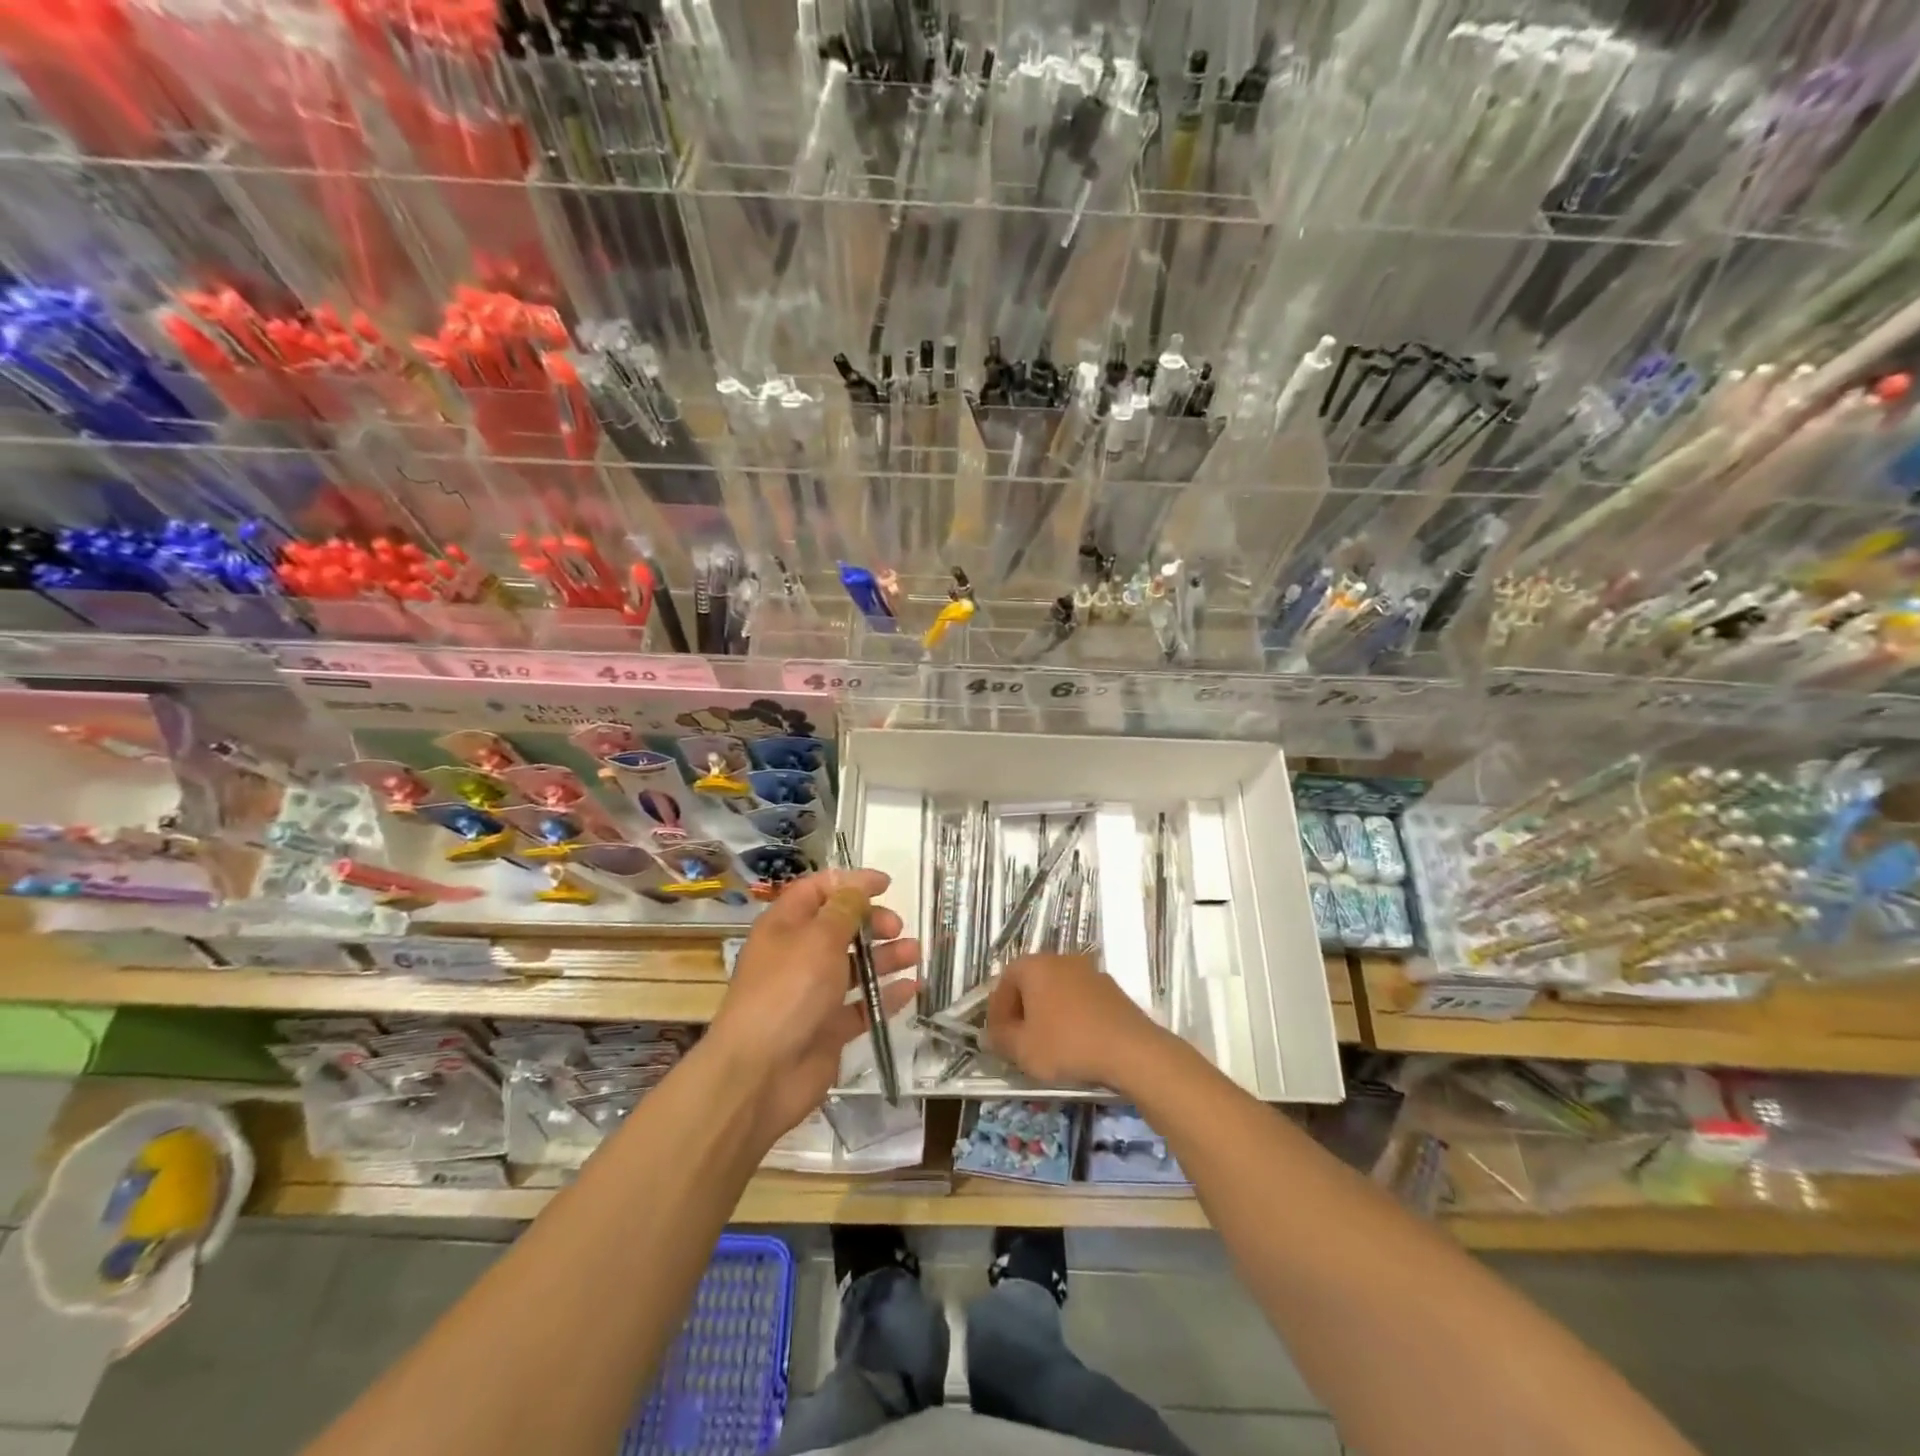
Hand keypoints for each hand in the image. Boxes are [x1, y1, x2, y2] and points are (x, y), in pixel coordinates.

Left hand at [710, 868, 918, 1142]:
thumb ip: (845, 909)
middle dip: (871, 921)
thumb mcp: (819, 938)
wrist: (761, 1074)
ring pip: (854, 966)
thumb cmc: (788, 991)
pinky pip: (862, 1005)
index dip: (850, 883)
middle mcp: (797, 956)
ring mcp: (812, 994)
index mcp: (785, 926)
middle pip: (839, 927)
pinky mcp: (827, 1029)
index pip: (817, 891)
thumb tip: (859, 885)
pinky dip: (886, 996)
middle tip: (896, 928)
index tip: (886, 884)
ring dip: (885, 957)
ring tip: (914, 954)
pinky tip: (912, 988)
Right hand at [985, 953, 1170, 1089]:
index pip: (1004, 981)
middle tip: (1020, 1041)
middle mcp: (1061, 959)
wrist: (1131, 1050)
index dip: (997, 1011)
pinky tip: (1075, 1043)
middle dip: (1022, 1011)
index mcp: (1035, 966)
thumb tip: (992, 1034)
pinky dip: (1072, 1017)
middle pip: (1031, 983)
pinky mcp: (1111, 989)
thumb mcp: (1022, 1050)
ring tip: (1048, 1045)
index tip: (998, 1038)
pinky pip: (1080, 1000)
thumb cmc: (1067, 1045)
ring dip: (1048, 1014)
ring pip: (1057, 991)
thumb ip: (1000, 1039)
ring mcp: (1090, 971)